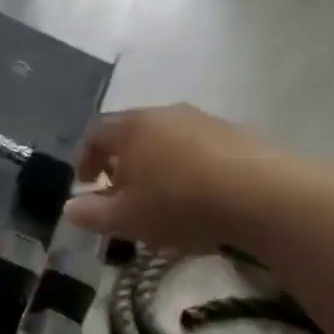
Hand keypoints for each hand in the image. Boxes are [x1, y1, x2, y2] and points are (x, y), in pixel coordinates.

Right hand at [64, 105, 293, 254]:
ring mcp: (205, 121)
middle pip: (133, 134)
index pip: (96, 134)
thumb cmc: (180, 203)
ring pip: (168, 141)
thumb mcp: (128, 218)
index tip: (86, 185)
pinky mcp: (238, 136)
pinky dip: (190, 170)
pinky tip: (200, 200)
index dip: (85, 159)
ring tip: (162, 200)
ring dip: (158, 167)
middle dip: (122, 164)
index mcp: (133, 127)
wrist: (264, 195)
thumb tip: (69, 208)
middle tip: (123, 194)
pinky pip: (200, 151)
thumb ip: (93, 214)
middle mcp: (166, 114)